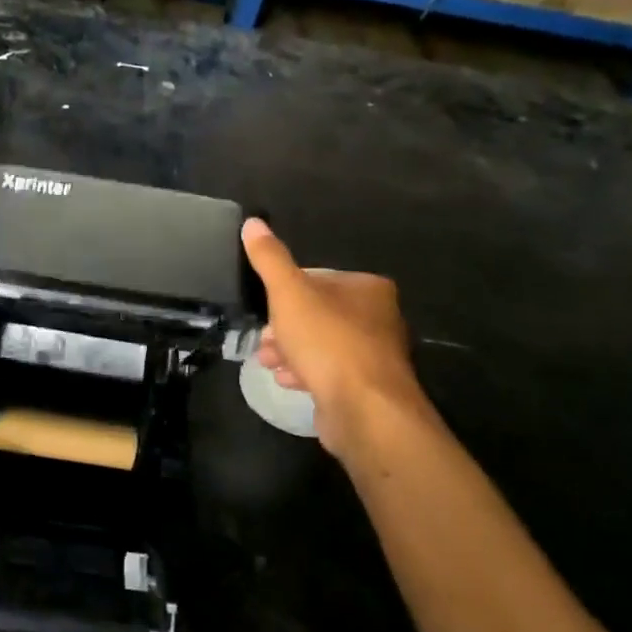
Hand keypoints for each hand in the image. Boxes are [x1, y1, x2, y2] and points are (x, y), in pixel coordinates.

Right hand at [241, 217, 425, 460]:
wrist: (364, 408)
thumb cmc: (327, 341)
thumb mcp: (289, 293)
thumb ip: (270, 259)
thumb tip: (252, 223)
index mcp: (367, 288)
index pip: (317, 280)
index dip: (285, 294)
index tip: (264, 310)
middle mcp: (379, 318)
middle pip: (318, 314)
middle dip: (285, 328)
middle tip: (263, 341)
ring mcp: (376, 356)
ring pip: (322, 345)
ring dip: (292, 352)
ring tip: (269, 363)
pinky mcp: (368, 387)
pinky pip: (330, 372)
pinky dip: (307, 373)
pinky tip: (289, 381)